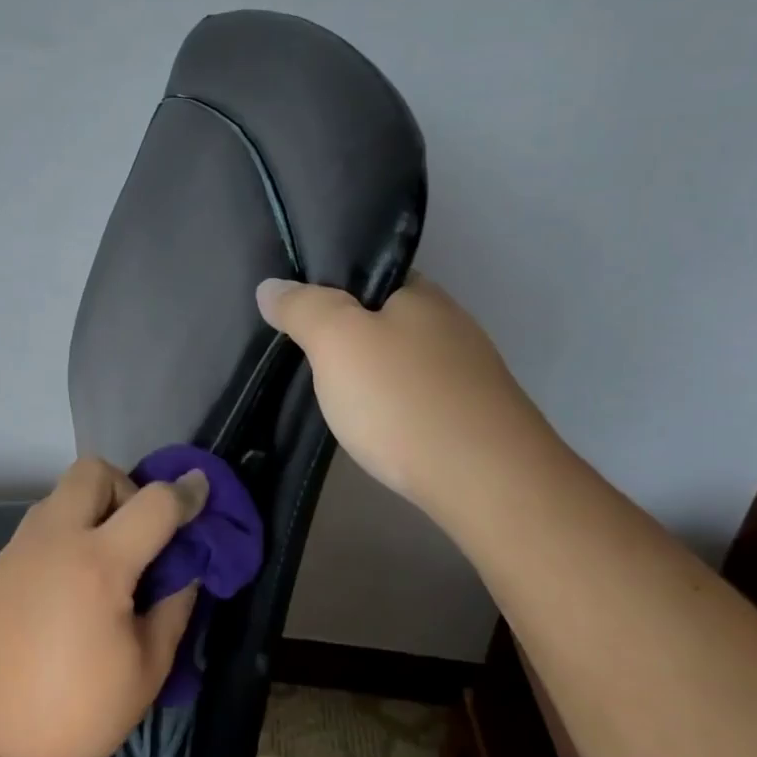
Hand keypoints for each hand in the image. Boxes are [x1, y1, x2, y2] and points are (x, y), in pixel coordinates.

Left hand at [0, 458, 206, 756]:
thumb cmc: (84, 715)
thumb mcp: (150, 665)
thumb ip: (175, 603)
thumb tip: (186, 566)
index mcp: (99, 563)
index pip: (154, 502)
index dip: (185, 492)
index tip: (199, 491)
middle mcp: (51, 542)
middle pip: (91, 471)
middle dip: (123, 488)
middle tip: (133, 536)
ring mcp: (12, 554)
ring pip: (55, 500)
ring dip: (85, 515)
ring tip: (94, 569)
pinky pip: (30, 539)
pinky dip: (54, 549)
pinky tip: (54, 601)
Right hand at [255, 274, 540, 515]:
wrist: (486, 481)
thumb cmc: (402, 399)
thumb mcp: (336, 341)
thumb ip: (302, 308)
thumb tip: (270, 286)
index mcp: (421, 294)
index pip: (369, 275)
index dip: (331, 289)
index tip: (297, 314)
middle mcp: (450, 324)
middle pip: (386, 319)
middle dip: (349, 336)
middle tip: (305, 360)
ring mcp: (467, 373)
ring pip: (403, 362)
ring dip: (371, 375)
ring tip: (333, 398)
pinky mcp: (472, 418)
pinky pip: (418, 398)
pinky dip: (393, 407)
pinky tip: (376, 428)